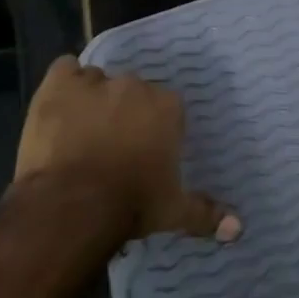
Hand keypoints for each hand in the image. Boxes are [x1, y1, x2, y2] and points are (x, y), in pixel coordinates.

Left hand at [15, 56, 241, 242]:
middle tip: (110, 144)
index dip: (152, 127)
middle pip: (131, 91)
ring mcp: (97, 82)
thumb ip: (206, 213)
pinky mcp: (60, 85)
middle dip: (123, 112)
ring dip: (91, 99)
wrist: (73, 206)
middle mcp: (136, 85)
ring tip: (80, 130)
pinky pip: (64, 69)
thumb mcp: (173, 212)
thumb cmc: (131, 204)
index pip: (164, 106)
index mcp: (168, 106)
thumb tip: (239, 229)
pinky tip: (59, 105)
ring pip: (97, 81)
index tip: (142, 149)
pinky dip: (63, 83)